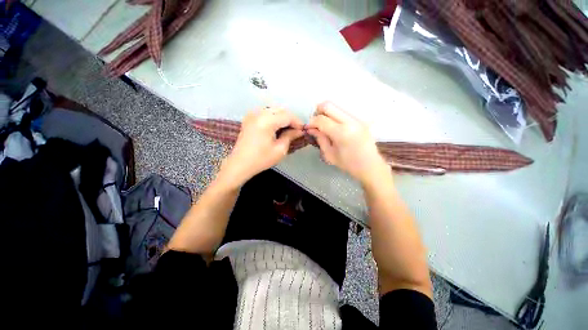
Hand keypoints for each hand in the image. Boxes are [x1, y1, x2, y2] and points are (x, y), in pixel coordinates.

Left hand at [219, 107, 303, 186]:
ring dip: (282, 117)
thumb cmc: (261, 159)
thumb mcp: (280, 150)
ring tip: (287, 128)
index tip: (303, 130)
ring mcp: (252, 114)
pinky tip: (276, 126)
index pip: (287, 116)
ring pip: (273, 109)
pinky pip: (265, 112)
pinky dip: (273, 116)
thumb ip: (290, 136)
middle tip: (296, 130)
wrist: (240, 164)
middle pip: (280, 110)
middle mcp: (259, 113)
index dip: (297, 122)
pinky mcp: (249, 118)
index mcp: (267, 121)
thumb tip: (299, 130)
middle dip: (290, 119)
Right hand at [307, 101, 389, 185]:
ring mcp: (357, 118)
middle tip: (316, 123)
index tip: (308, 128)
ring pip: (336, 106)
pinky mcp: (361, 119)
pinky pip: (343, 111)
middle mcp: (350, 121)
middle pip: (328, 105)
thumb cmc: (348, 164)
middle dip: (318, 112)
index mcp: (341, 133)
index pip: (321, 119)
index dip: (311, 122)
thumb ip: (320, 139)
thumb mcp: (330, 154)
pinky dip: (335, 116)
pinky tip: (335, 126)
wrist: (370, 166)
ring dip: (327, 113)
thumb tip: (311, 129)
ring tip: (325, 125)